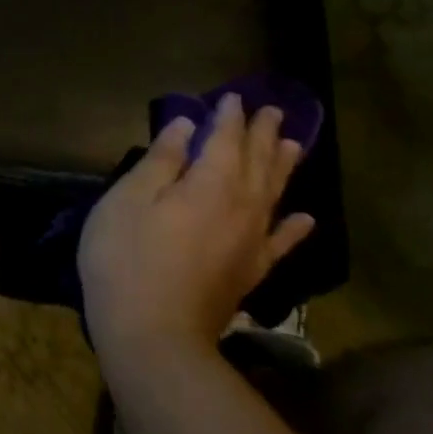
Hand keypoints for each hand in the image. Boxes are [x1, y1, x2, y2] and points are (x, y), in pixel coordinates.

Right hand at [78, 94, 314, 370]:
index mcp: (211, 184)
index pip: (226, 140)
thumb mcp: (129, 200)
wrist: (153, 336)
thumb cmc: (127, 259)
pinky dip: (295, 227)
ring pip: (275, 195)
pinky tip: (305, 218)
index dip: (228, 117)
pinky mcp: (251, 273)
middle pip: (258, 163)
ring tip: (294, 145)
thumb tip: (186, 126)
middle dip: (263, 135)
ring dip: (283, 167)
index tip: (232, 97)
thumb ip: (161, 161)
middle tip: (272, 111)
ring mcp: (251, 243)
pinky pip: (281, 242)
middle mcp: (242, 207)